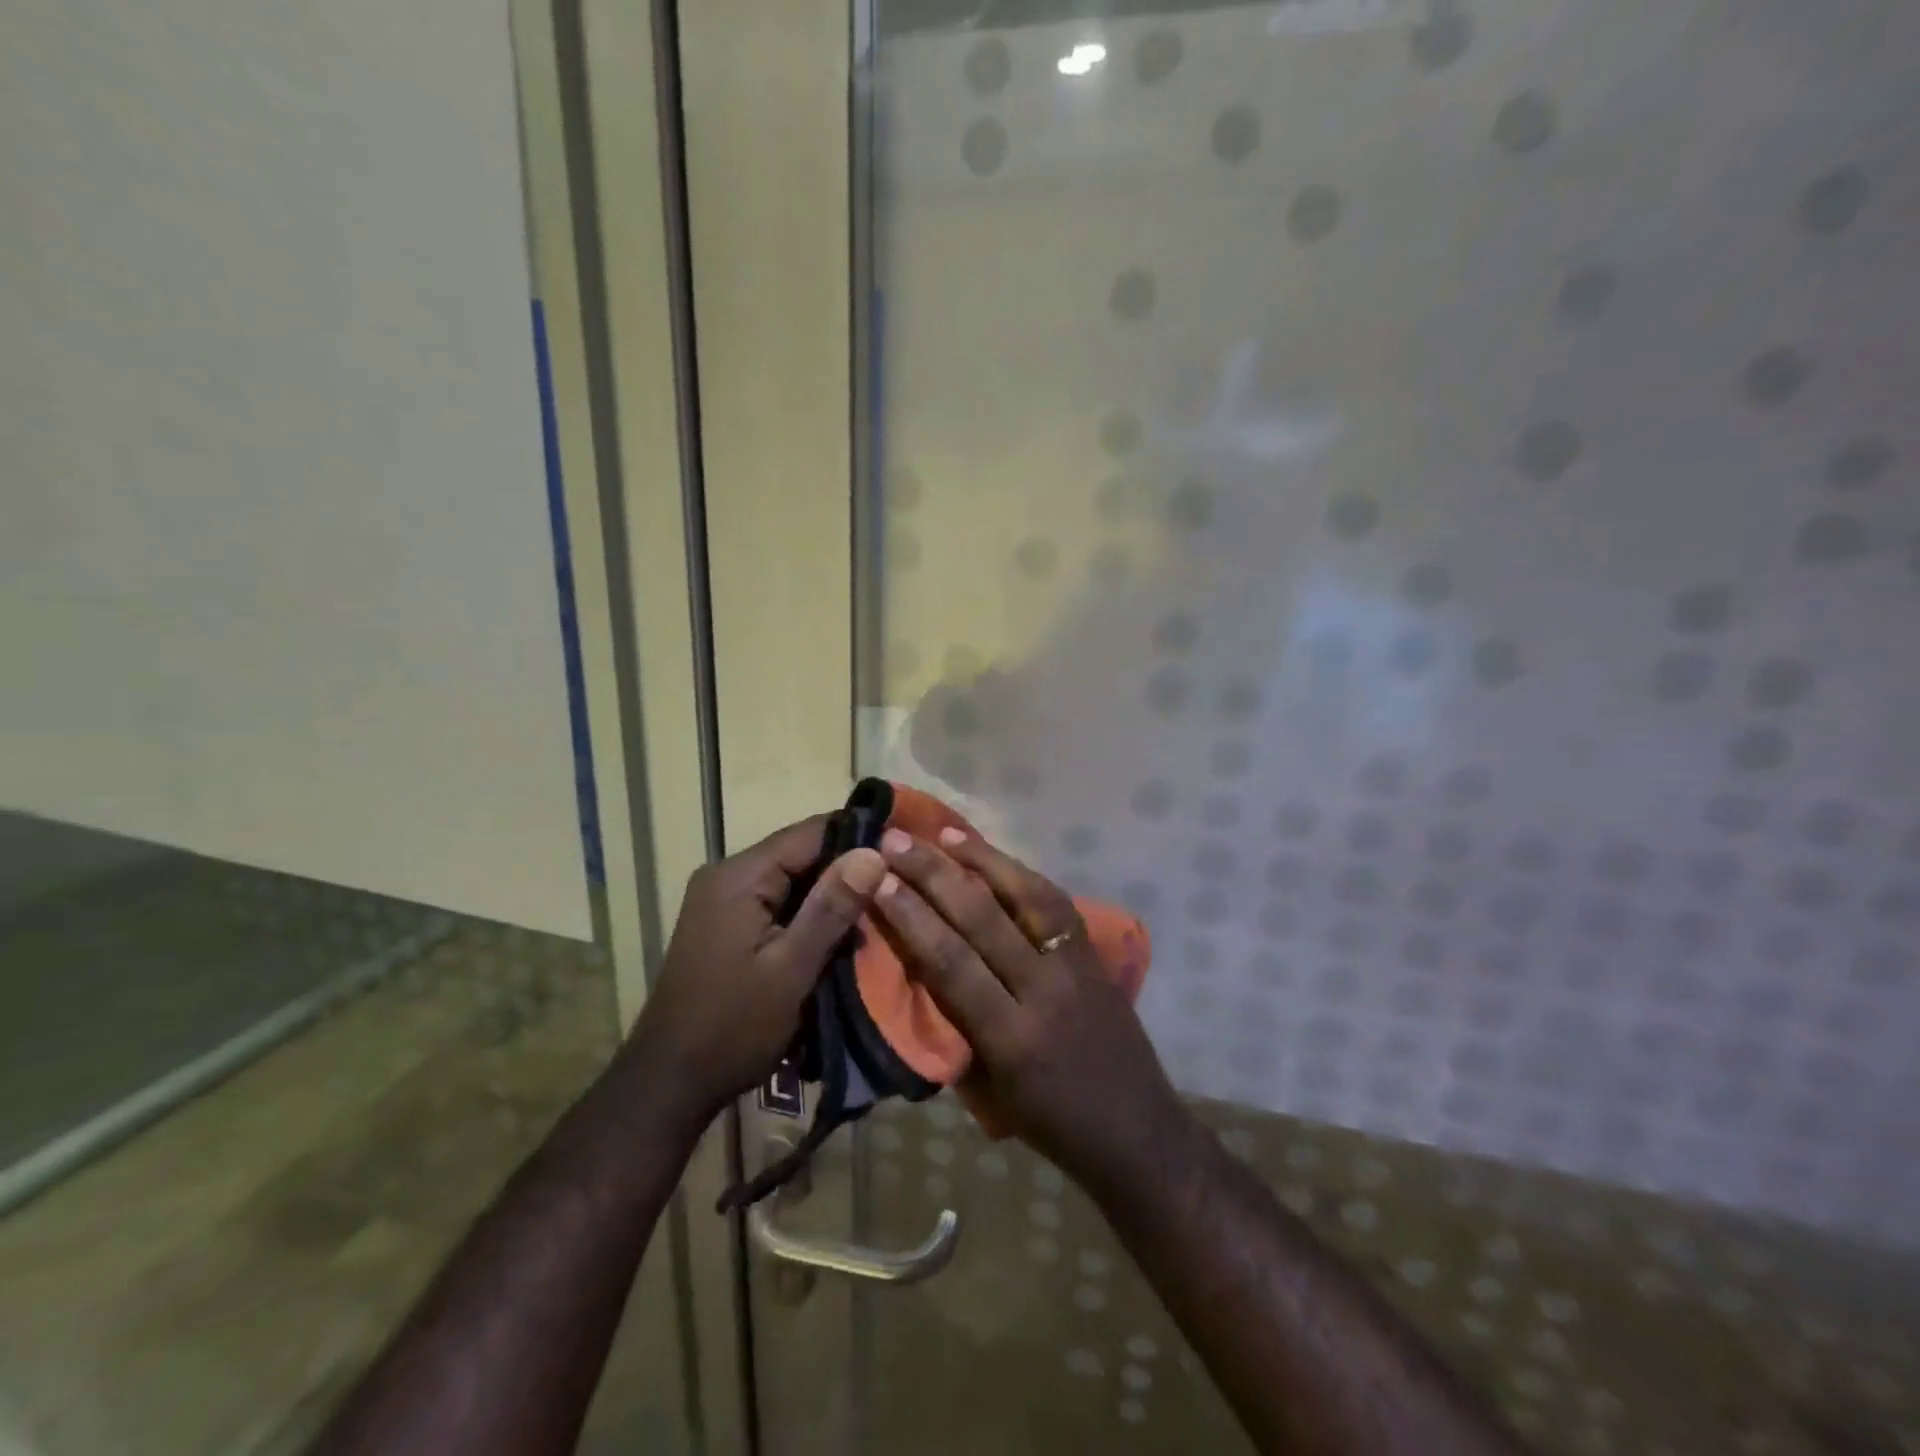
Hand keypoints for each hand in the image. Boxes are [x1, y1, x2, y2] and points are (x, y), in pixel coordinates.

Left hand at [625, 817, 885, 1130]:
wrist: (670, 1081)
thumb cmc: (734, 1026)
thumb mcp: (792, 968)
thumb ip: (832, 907)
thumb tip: (874, 852)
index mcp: (740, 876)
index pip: (811, 832)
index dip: (859, 837)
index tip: (903, 851)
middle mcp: (728, 875)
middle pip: (801, 854)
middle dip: (847, 871)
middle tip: (896, 889)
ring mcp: (724, 900)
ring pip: (792, 880)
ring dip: (830, 897)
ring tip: (876, 915)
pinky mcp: (726, 923)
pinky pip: (778, 903)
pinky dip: (808, 915)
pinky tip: (839, 936)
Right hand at [872, 826, 1189, 1195]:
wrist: (1137, 1132)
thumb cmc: (1050, 1124)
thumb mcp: (988, 1090)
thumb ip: (953, 1025)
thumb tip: (916, 965)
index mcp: (1009, 1038)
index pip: (952, 962)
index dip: (912, 917)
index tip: (880, 880)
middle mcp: (1043, 991)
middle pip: (983, 918)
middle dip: (934, 874)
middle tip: (896, 841)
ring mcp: (1075, 967)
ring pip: (1026, 896)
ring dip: (981, 859)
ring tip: (943, 834)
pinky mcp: (1095, 955)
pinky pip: (1055, 903)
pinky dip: (1021, 874)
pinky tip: (995, 858)